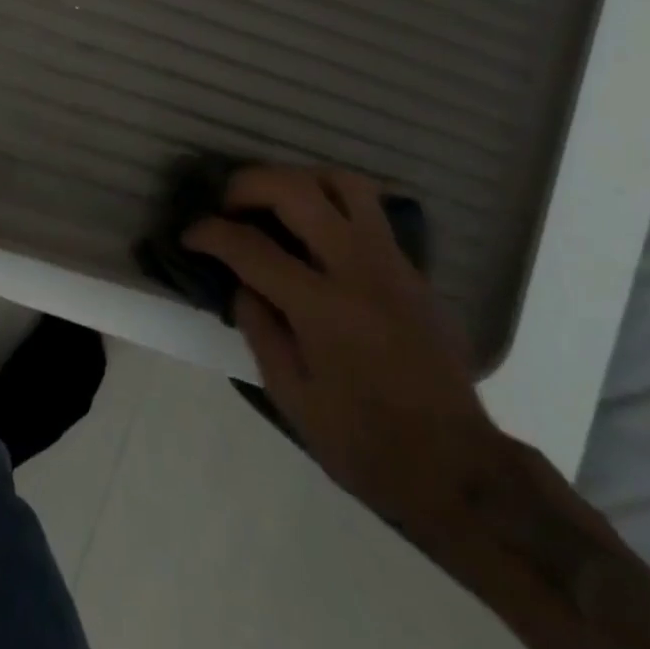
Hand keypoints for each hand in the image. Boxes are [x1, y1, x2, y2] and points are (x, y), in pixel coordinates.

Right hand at [183, 166, 495, 535]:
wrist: (460, 469)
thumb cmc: (367, 445)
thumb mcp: (293, 399)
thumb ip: (260, 330)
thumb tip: (240, 284)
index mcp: (322, 308)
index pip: (251, 248)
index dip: (210, 234)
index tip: (190, 234)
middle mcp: (357, 269)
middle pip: (295, 191)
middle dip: (248, 184)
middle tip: (227, 203)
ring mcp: (391, 262)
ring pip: (341, 182)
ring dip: (297, 178)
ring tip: (274, 200)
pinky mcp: (412, 268)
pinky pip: (369, 208)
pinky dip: (332, 200)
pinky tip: (316, 226)